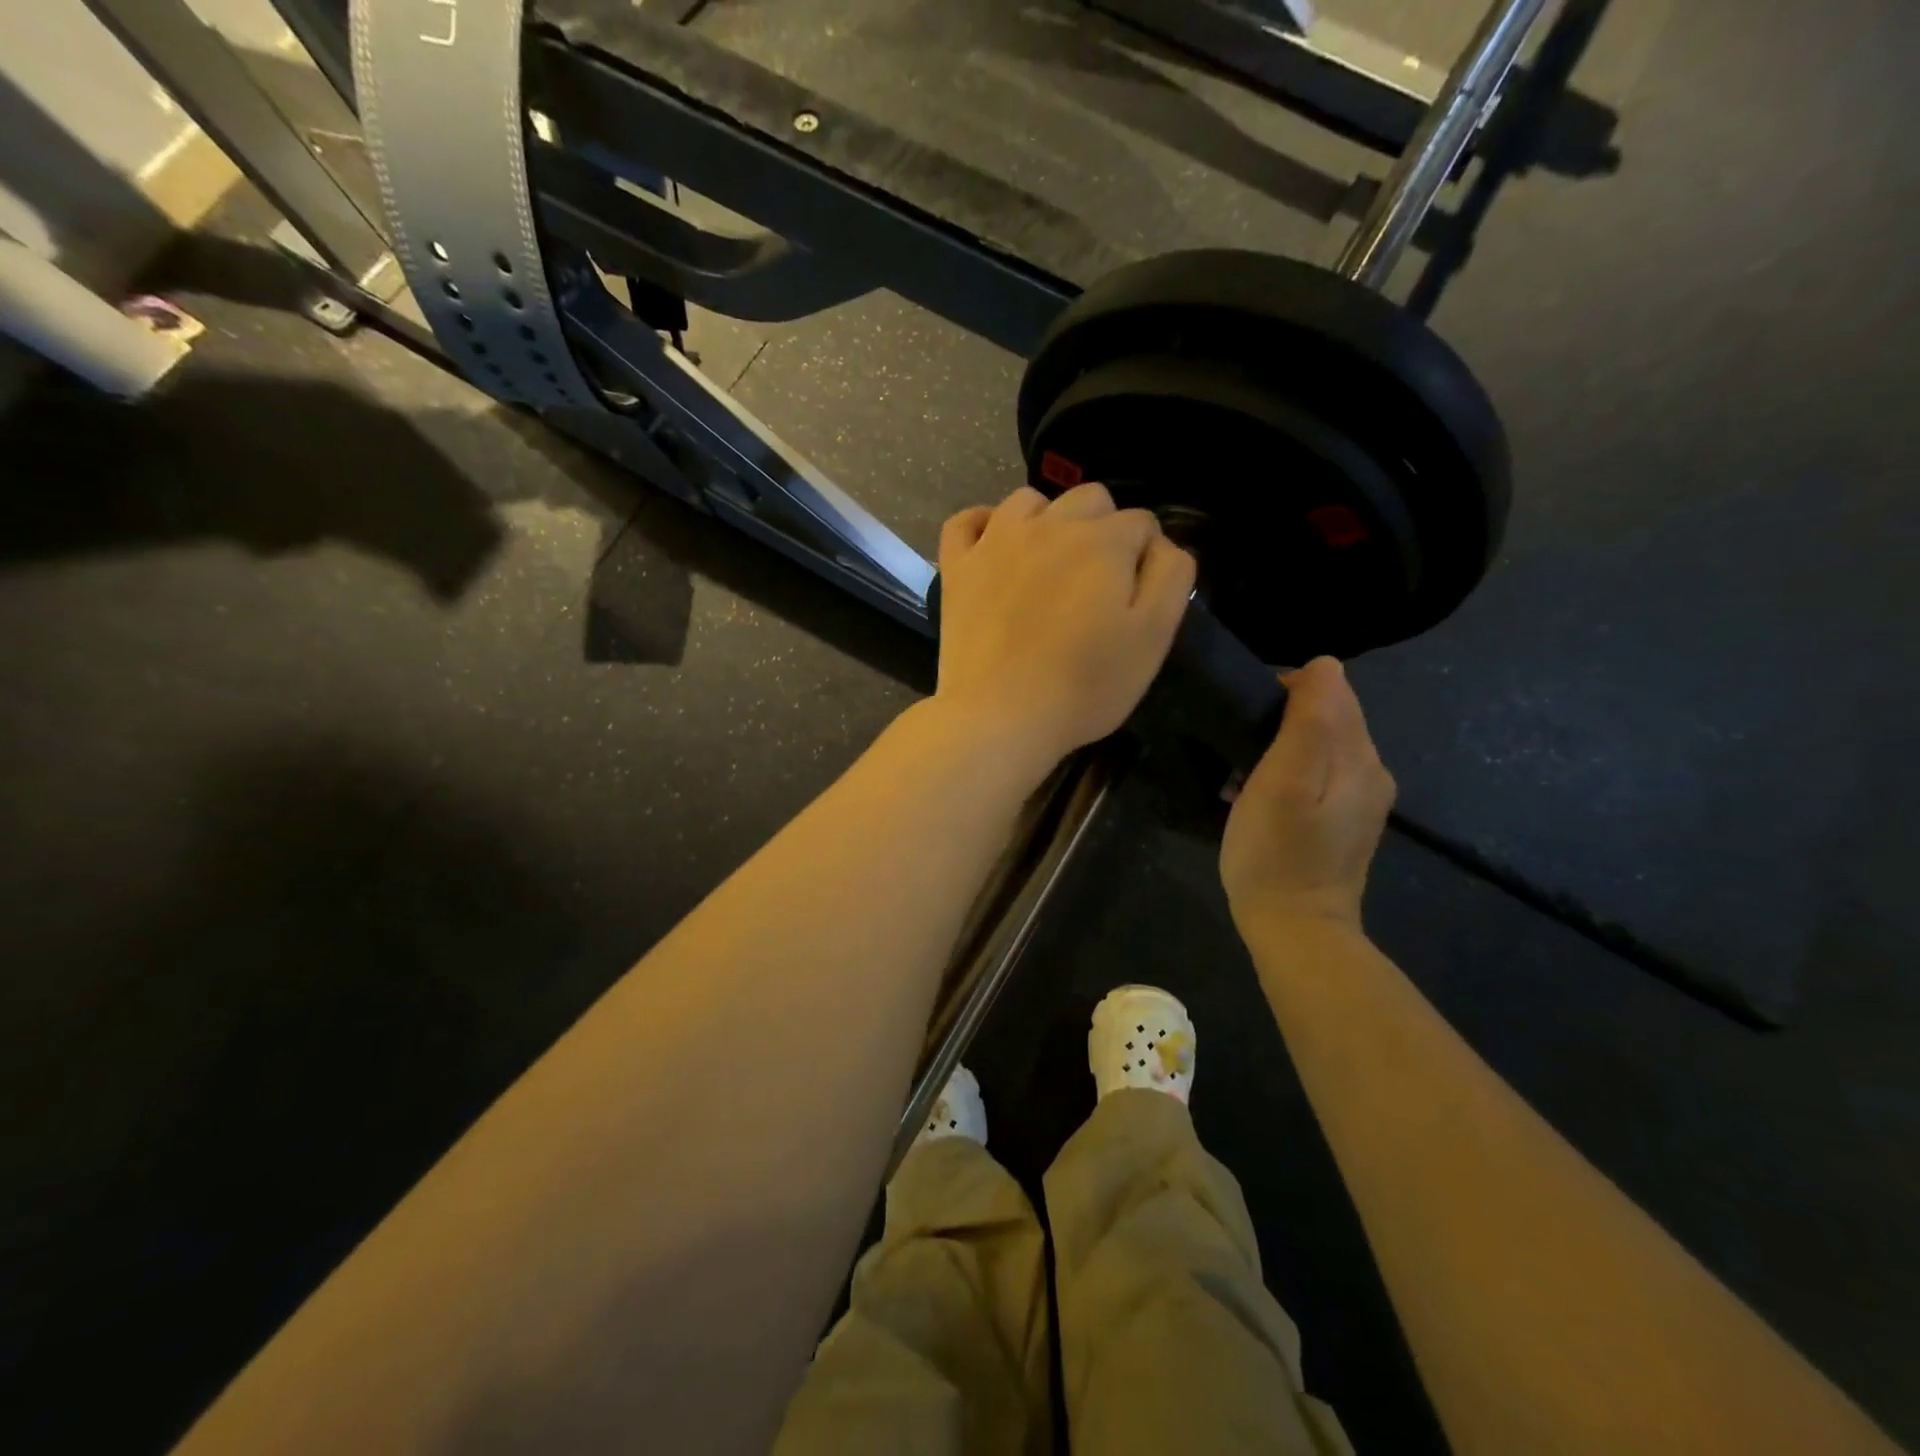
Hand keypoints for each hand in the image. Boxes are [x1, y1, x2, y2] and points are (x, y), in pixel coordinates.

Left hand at [933, 483, 1194, 776]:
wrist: (1000, 716)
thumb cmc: (1085, 686)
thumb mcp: (1153, 637)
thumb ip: (1171, 577)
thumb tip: (1161, 545)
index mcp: (1103, 542)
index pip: (1141, 523)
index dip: (1146, 555)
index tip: (1138, 595)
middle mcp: (1049, 525)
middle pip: (1089, 499)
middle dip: (1104, 529)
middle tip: (1097, 583)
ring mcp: (995, 542)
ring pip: (1029, 500)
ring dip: (1048, 520)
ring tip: (1049, 565)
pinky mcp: (957, 568)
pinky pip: (965, 521)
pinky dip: (982, 524)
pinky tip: (994, 546)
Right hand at [1220, 657, 1395, 936]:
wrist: (1295, 930)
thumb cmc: (1276, 854)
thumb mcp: (1282, 783)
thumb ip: (1307, 723)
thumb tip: (1324, 666)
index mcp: (1360, 758)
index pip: (1333, 690)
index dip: (1287, 691)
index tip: (1247, 718)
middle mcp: (1372, 772)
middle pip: (1332, 716)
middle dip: (1286, 716)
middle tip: (1240, 745)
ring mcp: (1362, 801)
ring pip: (1323, 745)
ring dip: (1284, 745)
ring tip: (1244, 769)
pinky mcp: (1345, 822)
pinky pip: (1319, 774)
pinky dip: (1289, 771)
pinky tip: (1261, 794)